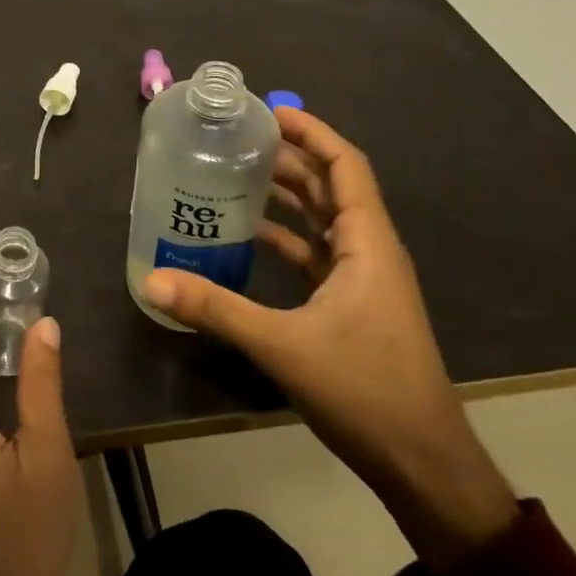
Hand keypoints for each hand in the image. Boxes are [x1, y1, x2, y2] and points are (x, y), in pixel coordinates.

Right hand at [141, 108, 517, 569]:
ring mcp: (363, 278)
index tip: (269, 111)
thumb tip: (152, 281)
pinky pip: (316, 251)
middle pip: (330, 185)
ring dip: (287, 193)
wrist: (422, 464)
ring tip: (236, 172)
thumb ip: (217, 309)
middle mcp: (369, 250)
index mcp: (367, 243)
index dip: (312, 131)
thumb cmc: (365, 391)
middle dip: (289, 156)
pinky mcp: (352, 303)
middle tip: (237, 138)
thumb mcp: (284, 346)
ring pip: (323, 217)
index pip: (344, 165)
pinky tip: (249, 234)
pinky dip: (286, 235)